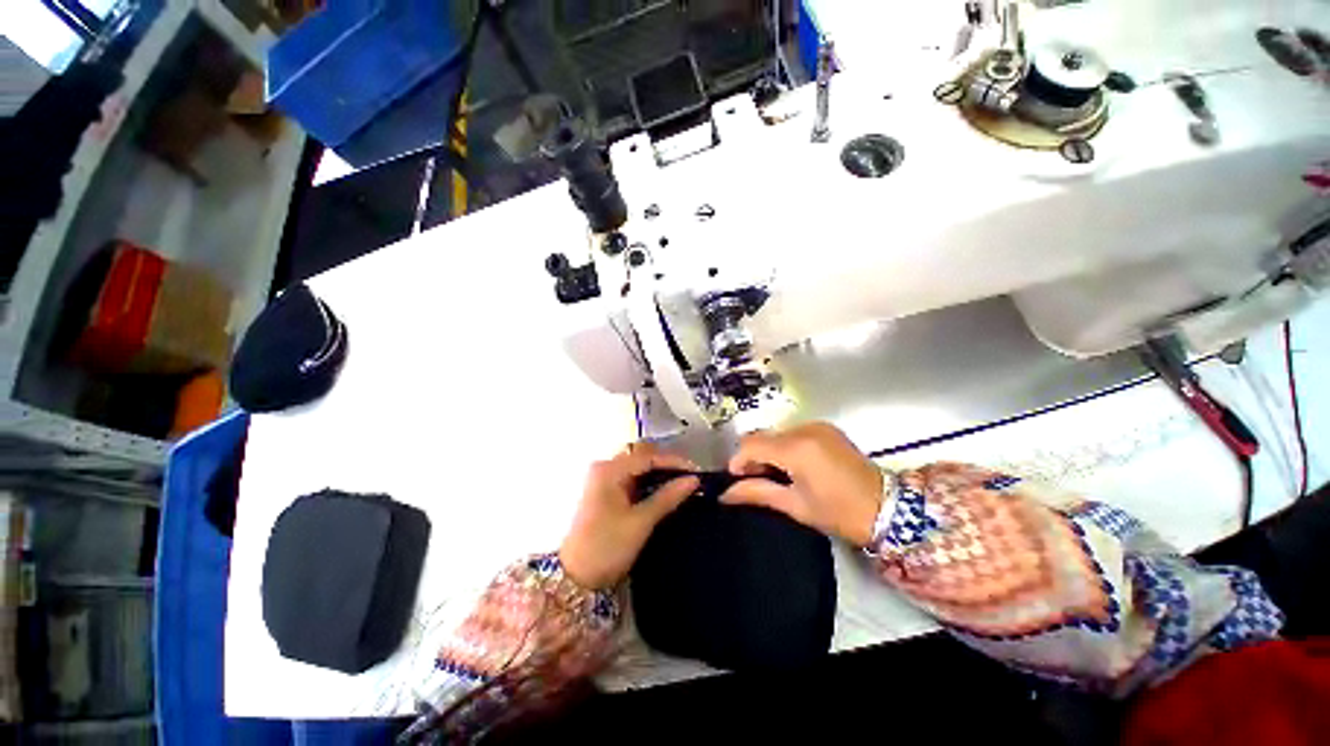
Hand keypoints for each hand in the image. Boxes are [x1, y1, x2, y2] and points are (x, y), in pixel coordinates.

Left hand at [559, 444, 699, 589]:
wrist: (574, 579)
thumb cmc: (606, 547)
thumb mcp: (640, 522)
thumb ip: (667, 497)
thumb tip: (693, 480)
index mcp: (609, 470)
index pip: (648, 456)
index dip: (674, 462)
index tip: (697, 472)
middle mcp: (605, 468)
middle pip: (642, 457)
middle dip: (667, 465)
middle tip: (690, 478)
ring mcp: (603, 480)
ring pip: (638, 468)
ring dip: (659, 474)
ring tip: (682, 484)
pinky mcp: (605, 492)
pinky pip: (632, 479)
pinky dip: (648, 483)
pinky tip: (664, 492)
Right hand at [721, 422, 883, 545]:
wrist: (887, 508)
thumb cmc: (838, 513)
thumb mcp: (794, 505)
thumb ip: (757, 493)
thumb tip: (725, 493)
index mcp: (796, 449)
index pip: (752, 444)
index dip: (739, 460)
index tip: (736, 478)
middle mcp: (804, 429)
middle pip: (763, 436)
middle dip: (753, 456)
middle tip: (755, 480)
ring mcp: (817, 426)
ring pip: (777, 433)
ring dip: (769, 451)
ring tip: (776, 474)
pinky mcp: (826, 428)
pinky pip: (793, 432)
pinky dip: (785, 446)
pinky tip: (793, 465)